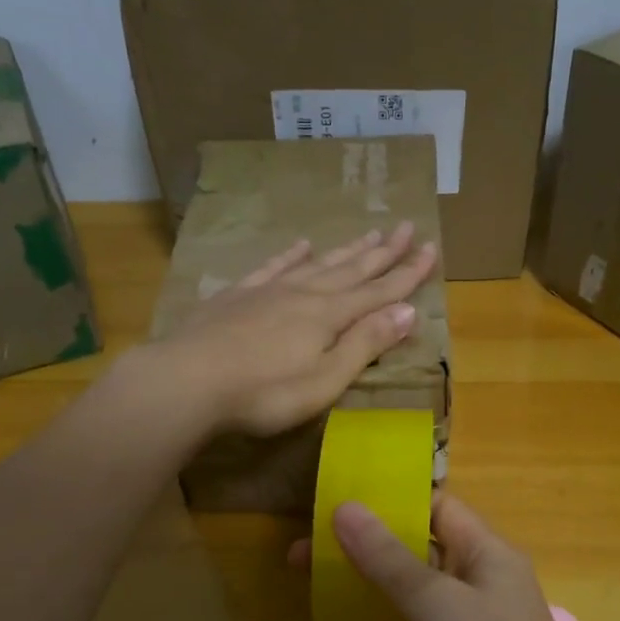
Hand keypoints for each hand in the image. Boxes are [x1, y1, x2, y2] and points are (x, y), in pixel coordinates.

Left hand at [146, 223, 437, 438]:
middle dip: (383, 252)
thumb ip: (365, 344)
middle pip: (351, 269)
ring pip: (317, 264)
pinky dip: (290, 255)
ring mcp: (268, 291)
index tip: (432, 249)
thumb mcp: (325, 380)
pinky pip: (271, 267)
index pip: (378, 291)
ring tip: (369, 232)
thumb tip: (409, 311)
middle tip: (407, 227)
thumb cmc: (264, 393)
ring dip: (346, 250)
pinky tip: (300, 244)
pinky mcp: (236, 296)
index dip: (407, 274)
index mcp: (329, 317)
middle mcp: (304, 294)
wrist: (188, 381)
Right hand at [329, 493, 618, 620]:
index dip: (388, 500)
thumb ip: (389, 558)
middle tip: (303, 553)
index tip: (333, 504)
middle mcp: (485, 582)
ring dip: (372, 584)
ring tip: (316, 586)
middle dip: (366, 545)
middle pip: (420, 547)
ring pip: (418, 590)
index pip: (436, 506)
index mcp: (488, 553)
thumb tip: (346, 507)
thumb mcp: (435, 606)